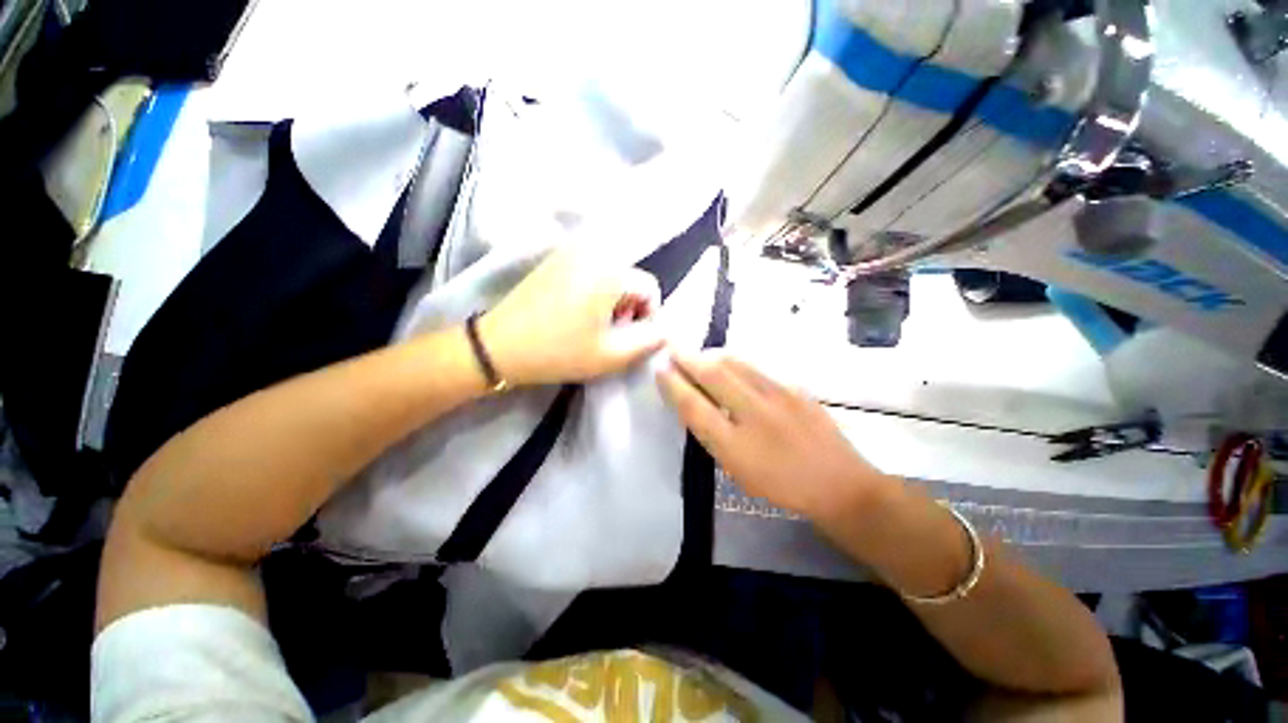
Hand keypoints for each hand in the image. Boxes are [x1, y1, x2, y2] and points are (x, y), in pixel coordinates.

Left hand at [481, 247, 665, 385]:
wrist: (498, 346)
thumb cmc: (559, 351)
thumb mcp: (613, 355)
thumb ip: (649, 341)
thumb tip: (664, 329)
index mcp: (610, 271)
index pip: (650, 287)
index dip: (648, 316)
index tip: (631, 338)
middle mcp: (593, 251)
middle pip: (631, 279)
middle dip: (630, 308)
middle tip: (611, 335)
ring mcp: (570, 251)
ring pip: (612, 275)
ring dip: (613, 301)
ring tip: (594, 326)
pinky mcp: (555, 258)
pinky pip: (591, 271)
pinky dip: (595, 291)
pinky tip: (577, 313)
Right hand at [657, 351, 888, 520]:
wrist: (838, 484)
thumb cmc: (780, 484)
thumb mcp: (736, 470)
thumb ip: (713, 435)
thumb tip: (695, 402)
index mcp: (734, 445)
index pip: (694, 406)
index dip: (673, 385)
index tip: (660, 370)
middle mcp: (754, 414)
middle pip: (713, 374)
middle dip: (687, 358)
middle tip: (673, 348)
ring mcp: (779, 396)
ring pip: (735, 363)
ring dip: (711, 355)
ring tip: (699, 354)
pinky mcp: (795, 387)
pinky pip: (756, 366)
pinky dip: (735, 360)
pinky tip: (731, 363)